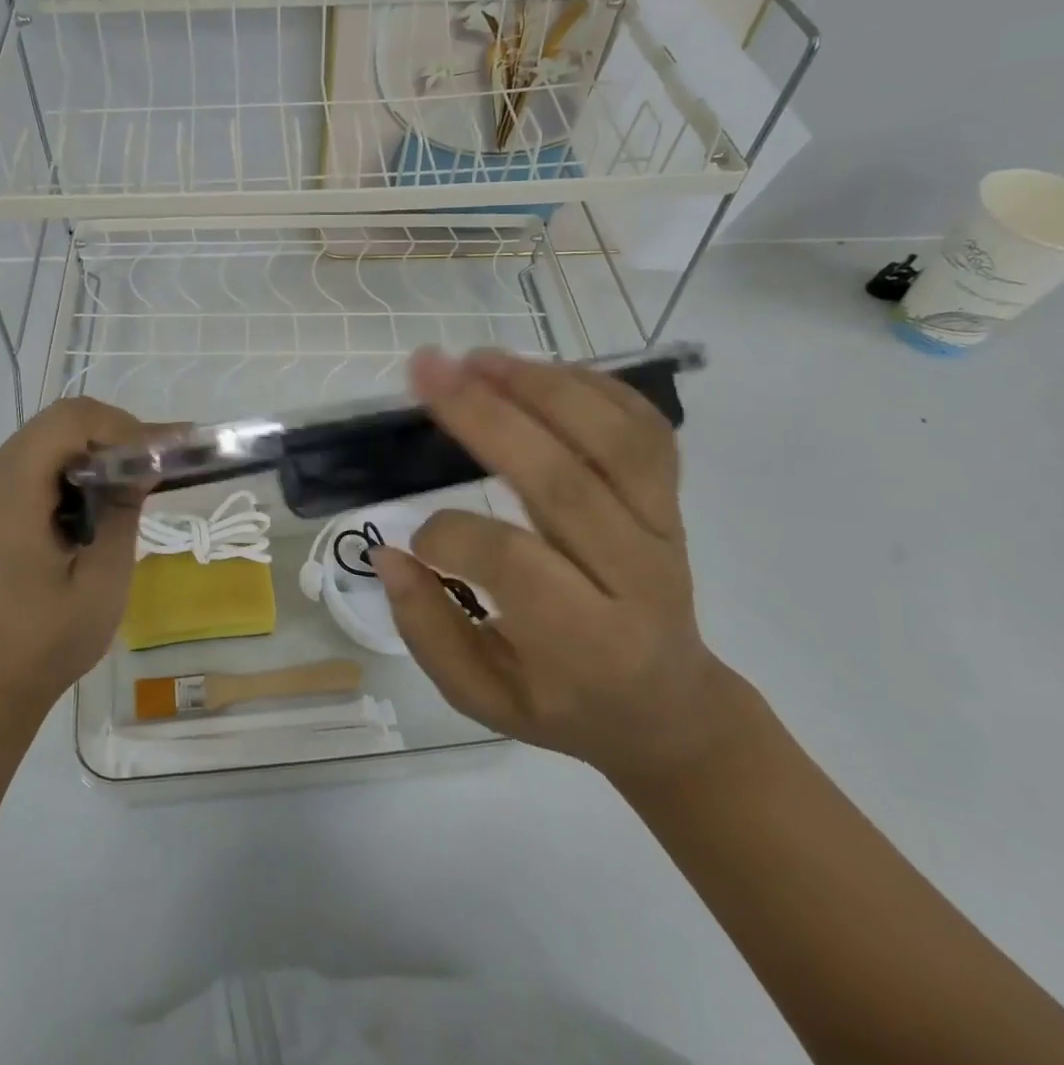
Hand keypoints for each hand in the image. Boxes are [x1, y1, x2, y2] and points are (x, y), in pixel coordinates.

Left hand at [0, 397, 167, 714]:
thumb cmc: (48, 637)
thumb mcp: (103, 577)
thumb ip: (122, 509)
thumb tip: (144, 461)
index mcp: (12, 490)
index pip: (70, 420)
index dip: (120, 426)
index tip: (157, 458)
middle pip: (61, 419)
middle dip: (115, 432)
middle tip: (155, 463)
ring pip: (53, 433)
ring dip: (99, 446)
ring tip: (137, 476)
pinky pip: (42, 457)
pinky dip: (79, 462)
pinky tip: (104, 492)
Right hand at [371, 348, 746, 783]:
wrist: (669, 706)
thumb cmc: (565, 704)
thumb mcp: (484, 698)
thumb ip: (429, 631)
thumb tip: (391, 554)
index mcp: (587, 640)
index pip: (515, 562)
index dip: (451, 535)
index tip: (414, 538)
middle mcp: (636, 576)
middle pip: (563, 480)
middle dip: (486, 415)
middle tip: (426, 369)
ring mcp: (663, 528)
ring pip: (615, 440)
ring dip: (541, 386)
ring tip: (477, 358)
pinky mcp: (672, 500)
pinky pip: (645, 428)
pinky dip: (594, 387)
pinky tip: (537, 370)